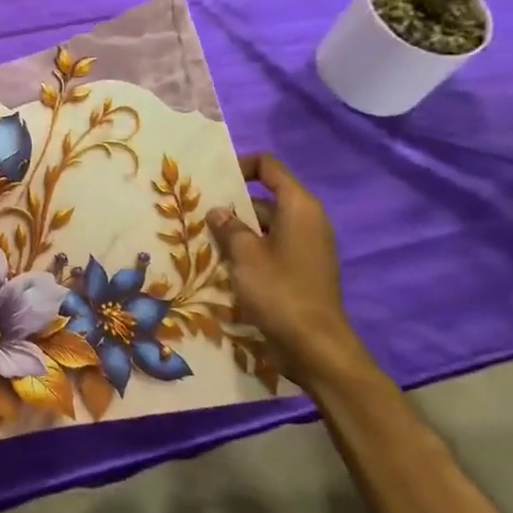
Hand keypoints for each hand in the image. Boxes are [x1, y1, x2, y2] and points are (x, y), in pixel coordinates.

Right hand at [208, 154, 377, 392]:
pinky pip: (271, 247)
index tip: (211, 181)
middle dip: (232, 203)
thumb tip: (218, 211)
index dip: (240, 166)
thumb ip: (229, 227)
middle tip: (197, 212)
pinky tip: (221, 263)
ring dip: (236, 230)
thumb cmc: (280, 291)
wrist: (314, 346)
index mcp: (299, 206)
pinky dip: (249, 249)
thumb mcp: (245, 255)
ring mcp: (306, 246)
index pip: (269, 166)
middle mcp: (307, 220)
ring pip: (265, 225)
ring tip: (202, 238)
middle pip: (265, 197)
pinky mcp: (301, 269)